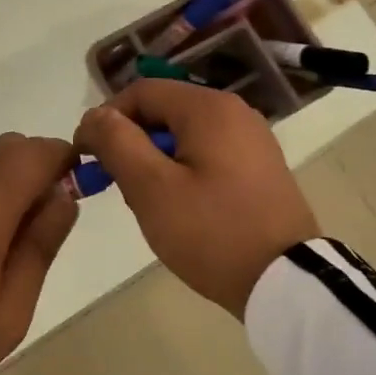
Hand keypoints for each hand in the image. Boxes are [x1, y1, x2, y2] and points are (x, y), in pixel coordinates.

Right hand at [75, 81, 317, 318]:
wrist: (288, 283)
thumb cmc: (212, 232)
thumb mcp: (151, 188)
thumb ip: (117, 142)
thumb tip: (95, 116)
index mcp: (208, 108)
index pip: (141, 92)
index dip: (106, 119)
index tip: (87, 159)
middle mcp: (234, 112)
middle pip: (163, 111)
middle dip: (132, 143)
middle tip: (118, 187)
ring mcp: (252, 140)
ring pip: (184, 135)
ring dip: (155, 160)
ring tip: (149, 203)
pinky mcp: (260, 167)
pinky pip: (208, 154)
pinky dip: (183, 171)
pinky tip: (181, 208)